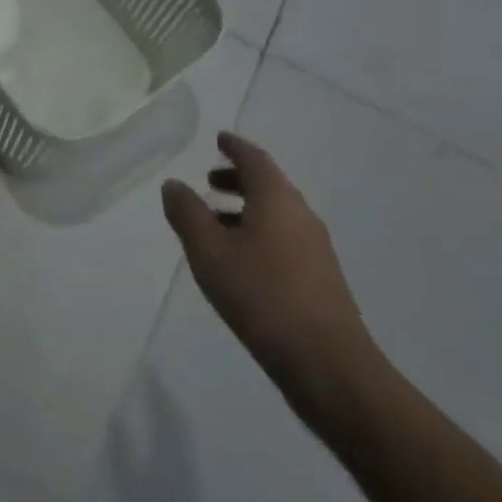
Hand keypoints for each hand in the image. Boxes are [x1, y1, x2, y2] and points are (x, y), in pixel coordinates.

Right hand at [161, 132, 376, 417]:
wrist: (327, 363)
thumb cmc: (261, 296)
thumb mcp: (209, 251)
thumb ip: (188, 213)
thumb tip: (174, 184)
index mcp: (278, 200)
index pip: (255, 160)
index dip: (235, 147)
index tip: (219, 139)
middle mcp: (301, 216)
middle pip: (268, 185)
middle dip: (237, 179)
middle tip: (208, 180)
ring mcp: (315, 249)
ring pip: (275, 215)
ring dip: (244, 209)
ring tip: (213, 222)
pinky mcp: (318, 279)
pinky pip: (282, 240)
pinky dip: (256, 234)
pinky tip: (237, 261)